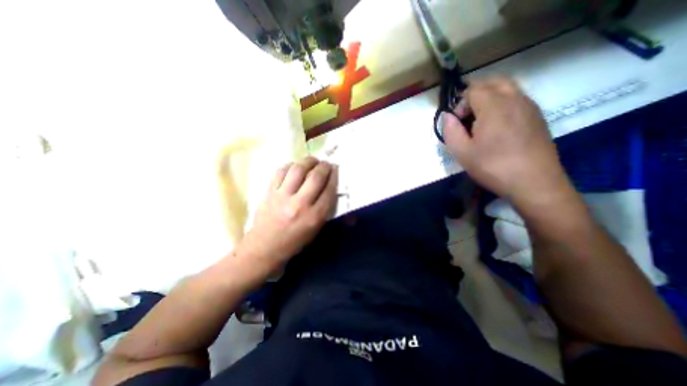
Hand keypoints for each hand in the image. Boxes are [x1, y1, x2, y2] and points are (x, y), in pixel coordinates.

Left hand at [240, 155, 338, 269]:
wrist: (264, 248)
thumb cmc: (294, 242)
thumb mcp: (316, 230)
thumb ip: (325, 209)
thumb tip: (331, 188)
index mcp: (314, 217)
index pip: (329, 190)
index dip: (334, 177)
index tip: (336, 170)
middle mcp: (300, 205)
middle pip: (315, 177)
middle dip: (324, 166)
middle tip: (326, 164)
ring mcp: (282, 197)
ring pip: (298, 170)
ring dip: (308, 161)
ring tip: (312, 160)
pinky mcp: (269, 192)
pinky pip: (281, 172)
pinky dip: (290, 165)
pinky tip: (295, 167)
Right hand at [443, 75, 572, 205]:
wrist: (534, 182)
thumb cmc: (493, 167)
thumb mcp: (462, 153)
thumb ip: (450, 131)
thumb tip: (447, 116)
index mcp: (494, 107)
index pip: (473, 89)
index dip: (460, 103)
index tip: (458, 122)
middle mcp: (514, 99)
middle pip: (493, 81)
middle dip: (475, 93)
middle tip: (466, 115)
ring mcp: (529, 106)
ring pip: (507, 87)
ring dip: (490, 96)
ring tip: (480, 119)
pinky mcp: (537, 116)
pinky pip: (517, 98)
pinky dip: (503, 102)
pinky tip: (498, 125)